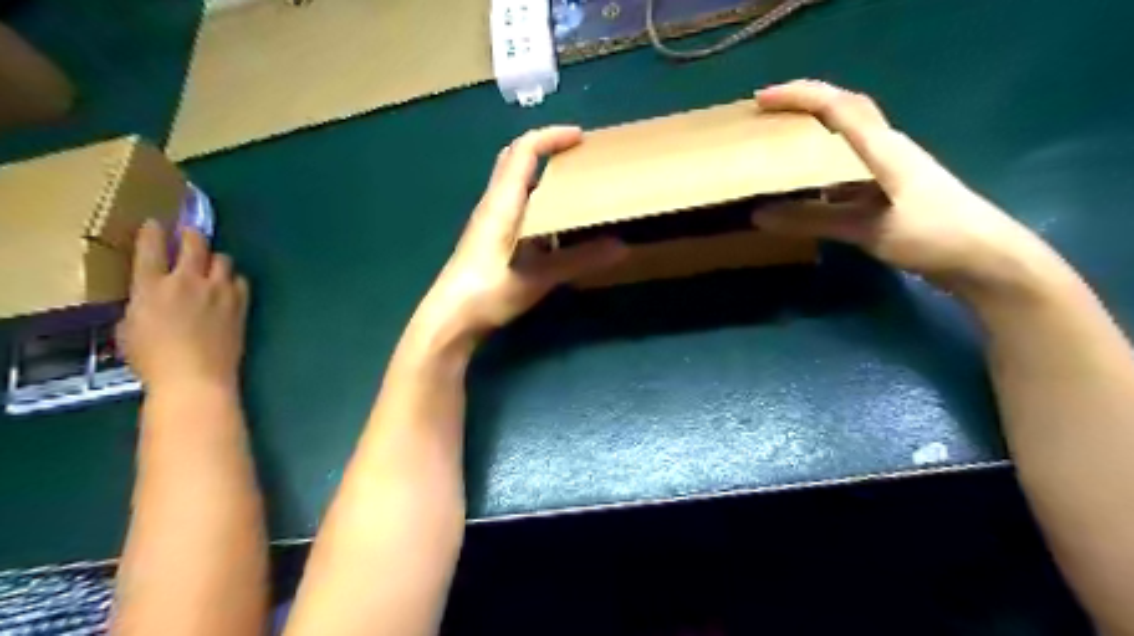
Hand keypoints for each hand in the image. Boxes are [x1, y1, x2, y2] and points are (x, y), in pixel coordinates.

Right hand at [117, 218, 248, 391]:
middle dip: (191, 235)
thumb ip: (141, 304)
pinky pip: (240, 281)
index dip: (153, 232)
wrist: (196, 377)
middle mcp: (187, 282)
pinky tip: (230, 286)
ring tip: (211, 265)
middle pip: (194, 244)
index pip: (150, 248)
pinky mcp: (240, 304)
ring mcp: (218, 291)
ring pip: (223, 259)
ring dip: (215, 259)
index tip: (155, 223)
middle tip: (190, 233)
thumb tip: (151, 297)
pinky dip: (234, 280)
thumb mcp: (129, 328)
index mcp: (151, 287)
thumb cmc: (153, 360)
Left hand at [407, 125, 623, 349]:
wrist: (449, 319)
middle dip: (546, 150)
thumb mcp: (537, 276)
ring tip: (573, 189)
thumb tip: (621, 247)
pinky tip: (557, 229)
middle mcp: (493, 205)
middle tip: (578, 158)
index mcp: (502, 203)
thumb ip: (579, 260)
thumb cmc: (487, 292)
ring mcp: (489, 222)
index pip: (524, 151)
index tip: (581, 137)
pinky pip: (516, 209)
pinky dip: (538, 206)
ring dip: (542, 178)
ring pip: (515, 185)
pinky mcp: (490, 240)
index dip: (552, 137)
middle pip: (515, 160)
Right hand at [752, 81, 1053, 294]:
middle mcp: (887, 149)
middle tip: (768, 114)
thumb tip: (760, 215)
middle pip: (845, 112)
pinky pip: (849, 171)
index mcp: (883, 148)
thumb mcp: (868, 228)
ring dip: (814, 137)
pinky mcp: (892, 191)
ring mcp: (891, 169)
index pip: (837, 107)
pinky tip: (806, 192)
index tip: (762, 99)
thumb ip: (813, 220)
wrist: (986, 259)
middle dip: (805, 105)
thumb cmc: (932, 234)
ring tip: (779, 148)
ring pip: (846, 141)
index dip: (799, 96)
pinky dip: (823, 173)